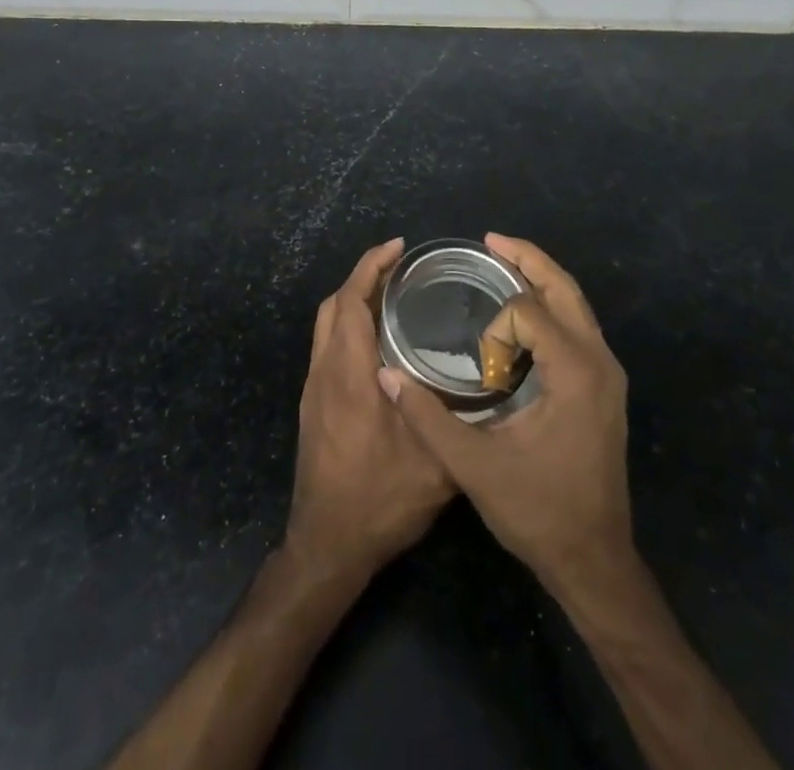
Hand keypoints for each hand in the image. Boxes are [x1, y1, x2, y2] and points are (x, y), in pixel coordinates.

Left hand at [286, 238, 454, 578]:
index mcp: (348, 374)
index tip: (398, 247)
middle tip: (401, 268)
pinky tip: (379, 343)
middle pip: (334, 305)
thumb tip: (480, 383)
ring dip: (353, 301)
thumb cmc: (379, 501)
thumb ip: (454, 420)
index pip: (351, 300)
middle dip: (363, 277)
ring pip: (327, 326)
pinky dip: (349, 326)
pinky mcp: (314, 405)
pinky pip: (328, 346)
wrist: (327, 546)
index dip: (371, 266)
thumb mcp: (434, 465)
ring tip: (393, 297)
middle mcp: (325, 372)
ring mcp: (315, 389)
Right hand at [380, 234, 632, 595]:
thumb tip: (385, 377)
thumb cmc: (538, 512)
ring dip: (540, 279)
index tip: (481, 369)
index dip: (497, 328)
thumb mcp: (475, 466)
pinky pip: (578, 326)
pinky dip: (549, 307)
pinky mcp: (604, 386)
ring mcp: (608, 373)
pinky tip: (520, 317)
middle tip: (490, 241)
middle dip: (527, 259)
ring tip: (501, 264)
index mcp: (576, 372)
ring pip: (576, 304)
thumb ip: (428, 417)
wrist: (594, 561)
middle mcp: (600, 361)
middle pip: (565, 288)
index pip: (530, 312)